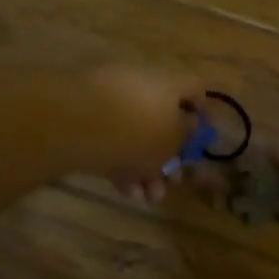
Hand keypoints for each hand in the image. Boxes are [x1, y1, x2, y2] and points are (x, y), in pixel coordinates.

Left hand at [80, 65, 206, 200]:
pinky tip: (125, 190)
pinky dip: (121, 163)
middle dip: (169, 156)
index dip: (203, 114)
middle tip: (172, 182)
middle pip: (162, 119)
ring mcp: (110, 100)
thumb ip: (186, 136)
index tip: (203, 142)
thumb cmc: (137, 130)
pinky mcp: (86, 118)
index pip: (195, 89)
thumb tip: (190, 127)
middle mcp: (141, 84)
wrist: (74, 123)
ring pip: (136, 135)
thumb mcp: (173, 140)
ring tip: (147, 197)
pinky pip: (111, 140)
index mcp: (169, 81)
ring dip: (146, 168)